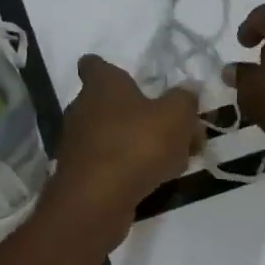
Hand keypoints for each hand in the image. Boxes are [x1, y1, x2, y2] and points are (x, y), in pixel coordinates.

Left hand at [50, 56, 203, 227]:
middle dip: (140, 113)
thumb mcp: (176, 116)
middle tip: (174, 128)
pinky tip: (154, 180)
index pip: (93, 64)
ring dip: (139, 143)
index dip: (108, 68)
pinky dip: (128, 167)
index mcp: (101, 84)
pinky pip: (110, 161)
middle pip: (112, 103)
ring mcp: (77, 142)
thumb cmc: (137, 144)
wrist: (97, 200)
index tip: (130, 80)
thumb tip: (187, 91)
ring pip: (113, 135)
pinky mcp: (79, 173)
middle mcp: (82, 108)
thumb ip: (185, 99)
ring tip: (174, 159)